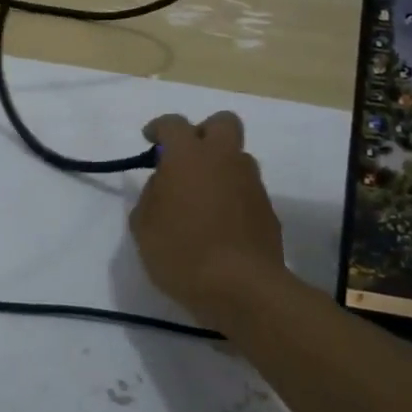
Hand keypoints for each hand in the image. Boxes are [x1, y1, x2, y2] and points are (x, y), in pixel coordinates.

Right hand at [130, 112, 285, 318]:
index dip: (159, 127)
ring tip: (202, 196)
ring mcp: (251, 184)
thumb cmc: (182, 252)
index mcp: (189, 156)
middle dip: (204, 131)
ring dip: (221, 167)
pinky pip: (247, 190)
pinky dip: (232, 197)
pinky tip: (219, 223)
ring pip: (238, 158)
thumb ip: (151, 196)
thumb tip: (164, 185)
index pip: (174, 124)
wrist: (242, 288)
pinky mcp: (268, 210)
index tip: (150, 139)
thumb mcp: (144, 226)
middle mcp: (224, 160)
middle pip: (222, 123)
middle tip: (187, 156)